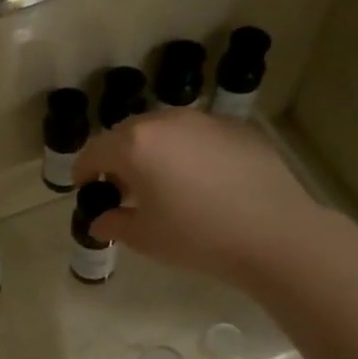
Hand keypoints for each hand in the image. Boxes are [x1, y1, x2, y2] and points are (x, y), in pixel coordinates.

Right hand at [72, 111, 330, 285]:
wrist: (274, 233)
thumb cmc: (196, 236)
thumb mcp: (144, 237)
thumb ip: (114, 223)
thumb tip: (101, 220)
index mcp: (134, 145)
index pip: (94, 151)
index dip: (83, 171)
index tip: (84, 187)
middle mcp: (166, 122)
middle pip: (127, 134)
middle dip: (117, 158)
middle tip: (121, 187)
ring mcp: (205, 121)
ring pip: (165, 131)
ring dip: (154, 151)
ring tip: (162, 182)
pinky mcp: (237, 129)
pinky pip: (198, 136)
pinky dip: (188, 152)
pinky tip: (202, 181)